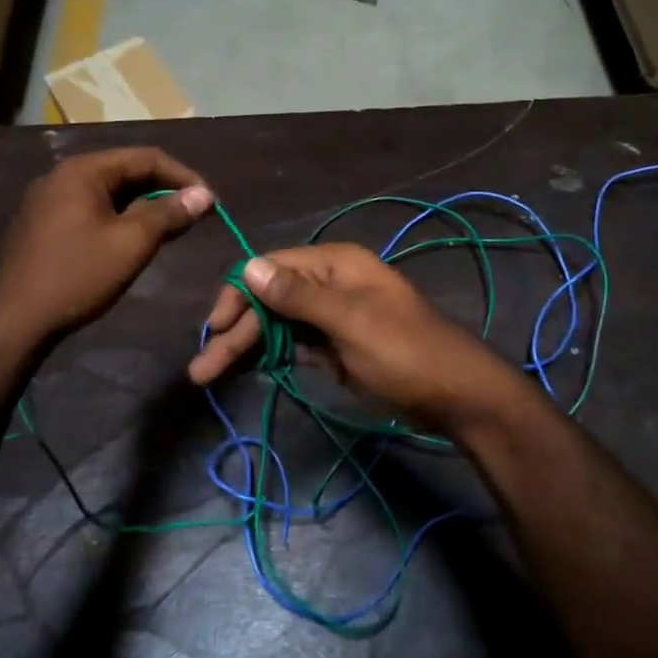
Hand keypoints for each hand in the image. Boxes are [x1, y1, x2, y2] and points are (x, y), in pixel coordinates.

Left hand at [0, 147, 212, 338]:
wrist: (15, 320)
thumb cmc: (78, 276)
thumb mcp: (132, 243)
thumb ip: (169, 213)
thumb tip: (205, 194)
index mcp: (83, 170)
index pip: (146, 158)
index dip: (184, 177)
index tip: (210, 202)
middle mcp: (63, 175)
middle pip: (125, 171)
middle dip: (164, 190)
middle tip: (194, 216)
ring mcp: (49, 199)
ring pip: (109, 192)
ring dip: (143, 206)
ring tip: (170, 229)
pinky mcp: (43, 223)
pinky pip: (91, 208)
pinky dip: (119, 217)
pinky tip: (133, 239)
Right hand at [187, 243, 524, 427]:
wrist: (455, 393)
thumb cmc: (404, 351)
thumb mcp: (350, 321)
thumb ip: (299, 296)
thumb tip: (249, 267)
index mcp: (334, 264)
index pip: (270, 268)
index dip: (238, 294)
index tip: (215, 328)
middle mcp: (329, 282)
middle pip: (269, 300)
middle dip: (236, 331)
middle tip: (202, 370)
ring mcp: (332, 315)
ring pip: (278, 324)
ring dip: (246, 346)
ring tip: (211, 375)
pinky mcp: (336, 345)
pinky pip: (294, 343)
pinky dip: (271, 355)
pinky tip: (247, 370)